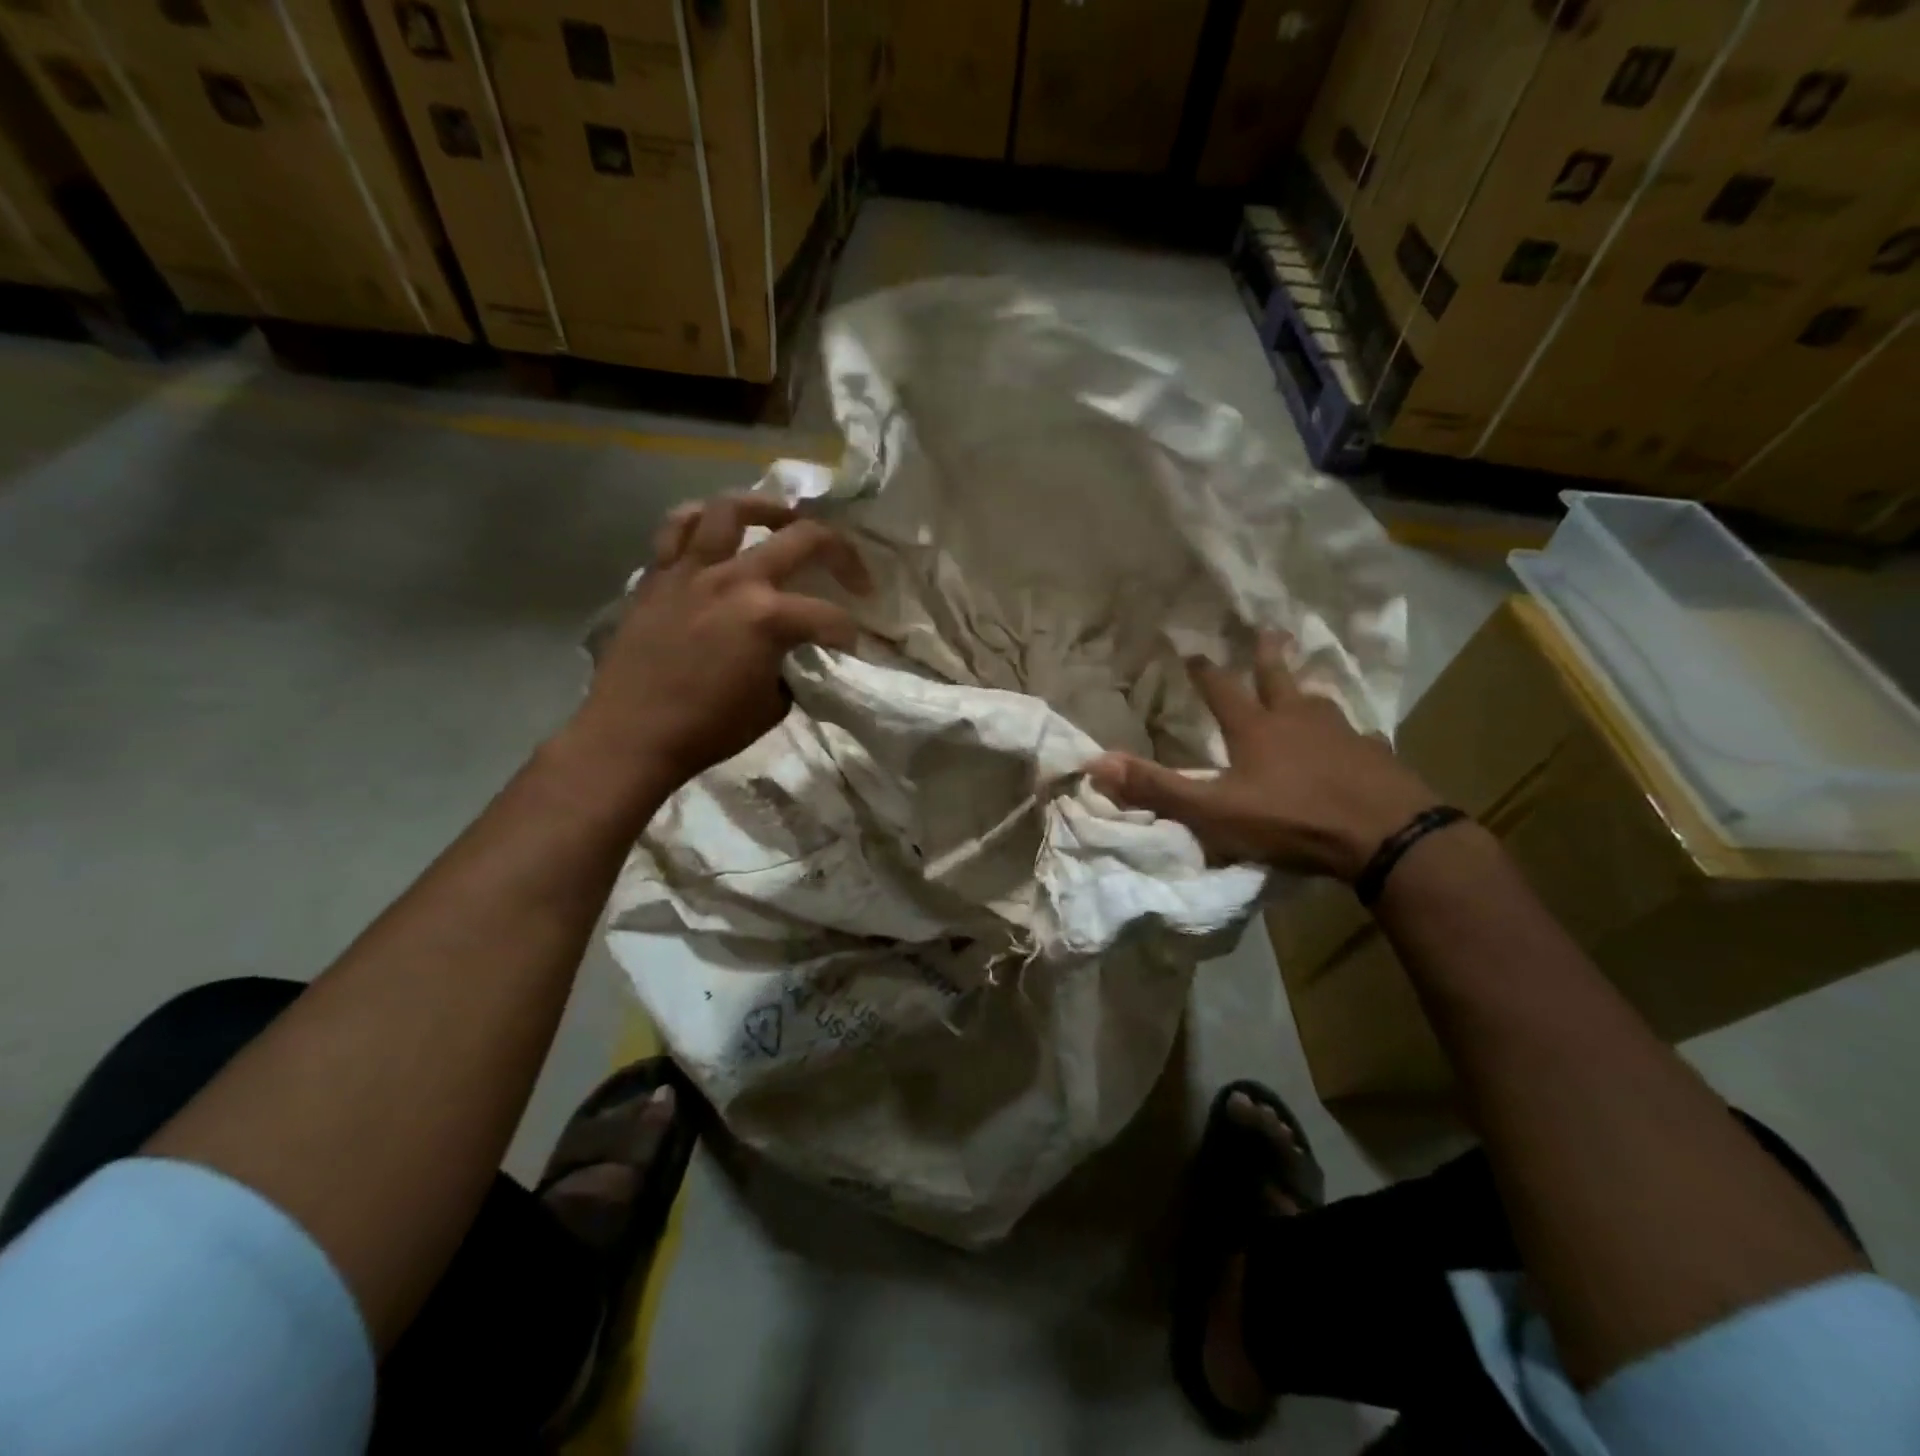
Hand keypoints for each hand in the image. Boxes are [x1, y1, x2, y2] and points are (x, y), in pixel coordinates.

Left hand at [566, 494, 871, 793]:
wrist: (631, 736)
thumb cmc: (707, 730)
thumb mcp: (772, 706)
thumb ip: (790, 668)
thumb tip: (793, 654)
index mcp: (768, 618)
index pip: (829, 617)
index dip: (849, 633)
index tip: (852, 648)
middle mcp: (734, 580)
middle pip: (802, 539)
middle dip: (841, 552)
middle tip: (852, 572)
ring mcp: (692, 571)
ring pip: (731, 509)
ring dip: (767, 508)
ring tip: (782, 519)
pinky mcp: (658, 576)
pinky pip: (676, 529)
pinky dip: (699, 521)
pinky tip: (713, 530)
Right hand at [1087, 632, 1438, 880]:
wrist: (1385, 836)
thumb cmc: (1292, 819)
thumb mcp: (1213, 811)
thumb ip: (1157, 788)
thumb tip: (1095, 763)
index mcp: (1256, 730)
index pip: (1221, 690)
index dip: (1204, 672)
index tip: (1192, 650)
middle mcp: (1298, 721)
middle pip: (1278, 679)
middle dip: (1267, 656)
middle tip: (1267, 631)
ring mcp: (1343, 735)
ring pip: (1320, 704)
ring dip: (1306, 692)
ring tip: (1305, 688)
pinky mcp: (1376, 757)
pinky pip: (1359, 738)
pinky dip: (1350, 736)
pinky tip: (1357, 741)